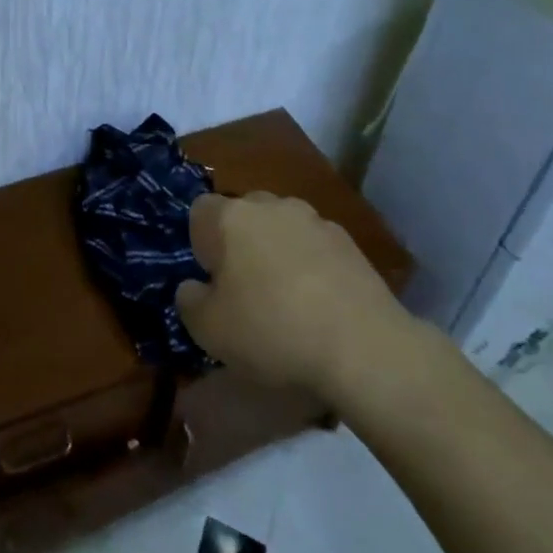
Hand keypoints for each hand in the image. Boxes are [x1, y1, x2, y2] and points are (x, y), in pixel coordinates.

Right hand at [176, 192, 413, 408]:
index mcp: (229, 217)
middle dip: (240, 243)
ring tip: (287, 298)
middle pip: (243, 214)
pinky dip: (311, 265)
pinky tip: (320, 304)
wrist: (363, 347)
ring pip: (281, 228)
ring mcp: (313, 220)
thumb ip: (189, 301)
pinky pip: (315, 246)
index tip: (212, 279)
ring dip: (277, 252)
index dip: (201, 243)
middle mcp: (270, 205)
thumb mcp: (208, 330)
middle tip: (245, 289)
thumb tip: (194, 287)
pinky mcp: (349, 241)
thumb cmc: (272, 331)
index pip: (200, 211)